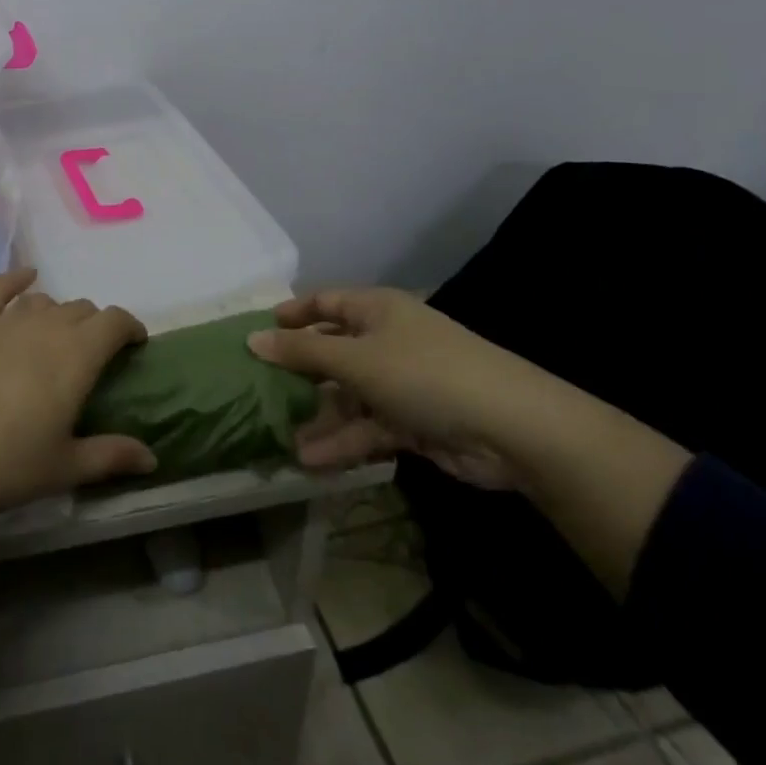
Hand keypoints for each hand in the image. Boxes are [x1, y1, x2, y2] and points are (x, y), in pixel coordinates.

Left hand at [0, 269, 155, 570]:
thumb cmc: (1, 466)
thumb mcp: (63, 469)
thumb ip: (110, 456)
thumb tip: (152, 458)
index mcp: (75, 358)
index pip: (113, 322)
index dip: (129, 326)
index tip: (134, 344)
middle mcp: (44, 328)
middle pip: (80, 309)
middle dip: (94, 325)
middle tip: (91, 355)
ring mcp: (3, 321)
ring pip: (43, 302)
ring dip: (57, 313)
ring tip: (55, 335)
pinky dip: (15, 279)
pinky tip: (24, 277)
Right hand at [250, 288, 537, 488]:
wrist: (513, 429)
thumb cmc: (425, 373)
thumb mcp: (356, 359)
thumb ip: (303, 353)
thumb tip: (252, 339)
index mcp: (376, 310)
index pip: (325, 303)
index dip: (292, 315)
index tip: (257, 333)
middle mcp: (386, 341)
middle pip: (332, 353)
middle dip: (298, 375)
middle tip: (257, 392)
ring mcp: (400, 384)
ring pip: (347, 397)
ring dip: (317, 418)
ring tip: (278, 439)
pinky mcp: (413, 423)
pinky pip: (367, 428)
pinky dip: (342, 443)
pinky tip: (310, 462)